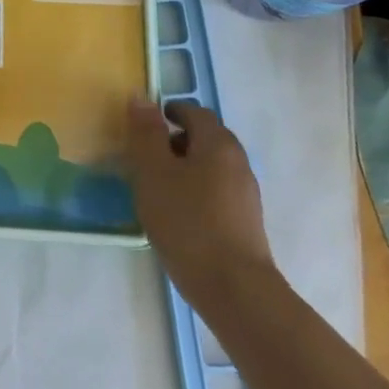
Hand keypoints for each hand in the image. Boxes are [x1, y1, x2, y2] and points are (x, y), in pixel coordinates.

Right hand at [126, 99, 277, 305]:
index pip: (193, 112)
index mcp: (218, 143)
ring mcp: (246, 193)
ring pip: (211, 166)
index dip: (167, 113)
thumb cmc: (187, 222)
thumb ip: (146, 133)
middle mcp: (238, 161)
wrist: (234, 289)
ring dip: (184, 168)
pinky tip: (177, 214)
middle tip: (144, 158)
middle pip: (205, 137)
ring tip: (156, 189)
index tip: (142, 129)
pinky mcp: (245, 221)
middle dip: (174, 141)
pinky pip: (216, 191)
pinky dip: (195, 190)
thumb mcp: (153, 172)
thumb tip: (142, 98)